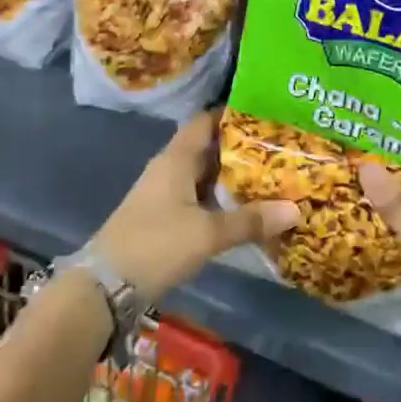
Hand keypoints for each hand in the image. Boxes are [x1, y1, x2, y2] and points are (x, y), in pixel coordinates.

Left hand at [90, 109, 298, 298]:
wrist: (104, 287)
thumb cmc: (156, 245)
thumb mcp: (207, 233)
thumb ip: (250, 221)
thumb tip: (296, 209)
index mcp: (177, 159)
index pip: (205, 121)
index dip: (232, 114)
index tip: (265, 114)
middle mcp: (169, 169)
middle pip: (208, 148)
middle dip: (241, 148)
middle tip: (279, 148)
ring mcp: (164, 194)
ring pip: (204, 176)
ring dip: (232, 177)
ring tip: (271, 176)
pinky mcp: (163, 218)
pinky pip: (198, 198)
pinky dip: (220, 199)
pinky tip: (244, 209)